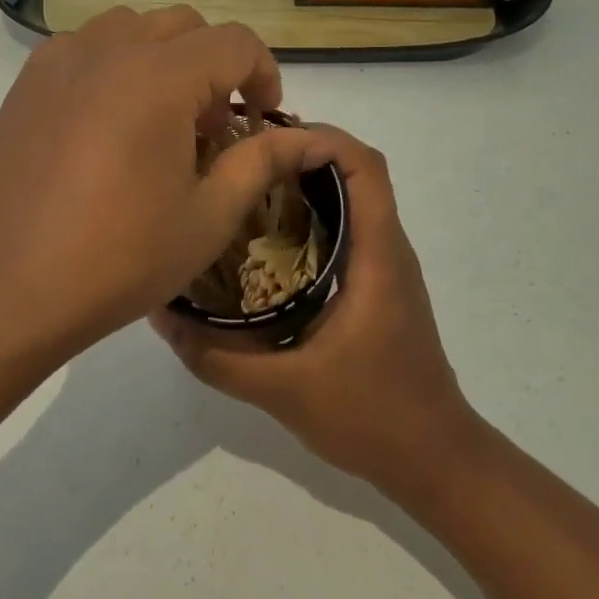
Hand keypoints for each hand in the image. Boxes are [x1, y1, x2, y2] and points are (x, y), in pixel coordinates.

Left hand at [0, 6, 333, 351]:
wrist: (11, 287)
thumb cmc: (121, 257)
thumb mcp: (209, 216)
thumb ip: (261, 162)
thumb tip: (303, 138)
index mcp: (160, 77)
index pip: (235, 42)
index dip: (263, 74)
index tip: (262, 118)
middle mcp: (110, 49)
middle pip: (186, 25)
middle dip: (215, 65)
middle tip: (211, 126)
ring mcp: (62, 59)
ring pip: (134, 26)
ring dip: (164, 57)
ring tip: (159, 117)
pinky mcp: (29, 80)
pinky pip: (87, 45)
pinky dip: (115, 63)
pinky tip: (108, 119)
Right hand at [152, 125, 477, 491]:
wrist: (435, 461)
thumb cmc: (372, 416)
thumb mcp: (282, 390)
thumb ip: (218, 357)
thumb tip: (163, 315)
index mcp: (377, 254)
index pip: (366, 166)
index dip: (324, 138)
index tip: (268, 139)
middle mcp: (387, 247)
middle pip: (357, 171)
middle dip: (303, 153)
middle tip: (243, 160)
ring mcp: (386, 265)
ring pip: (354, 197)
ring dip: (308, 182)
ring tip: (248, 190)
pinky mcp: (379, 284)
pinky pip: (350, 227)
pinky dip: (314, 214)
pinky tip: (269, 242)